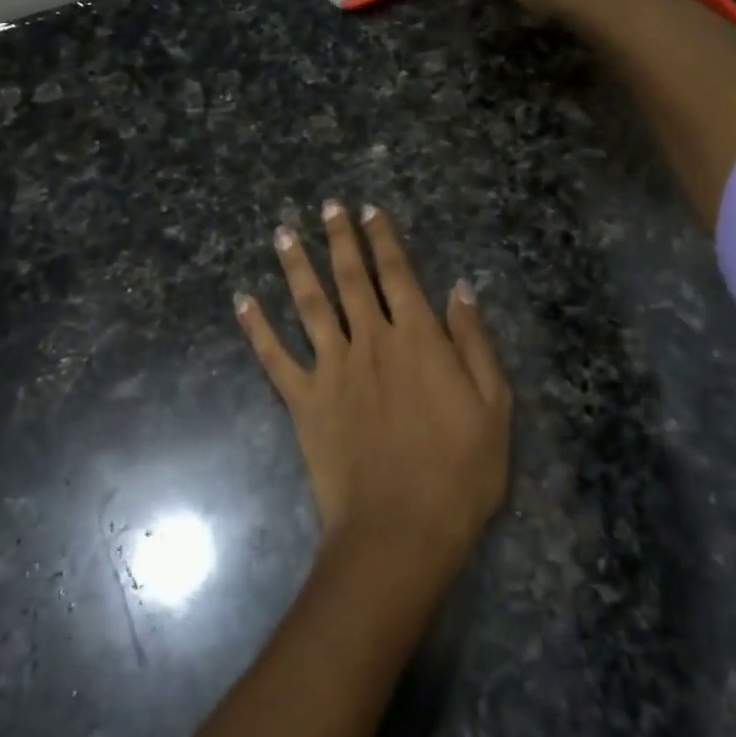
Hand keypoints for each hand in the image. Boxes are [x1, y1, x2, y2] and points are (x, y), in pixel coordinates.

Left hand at [235, 202, 510, 571]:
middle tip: (327, 206)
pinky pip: (274, 358)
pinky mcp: (304, 402)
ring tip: (283, 233)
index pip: (397, 273)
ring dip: (296, 266)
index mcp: (417, 338)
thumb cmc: (459, 471)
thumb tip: (459, 288)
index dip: (384, 238)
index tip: (370, 210)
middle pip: (351, 278)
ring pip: (310, 305)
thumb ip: (474, 342)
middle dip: (340, 238)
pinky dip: (257, 328)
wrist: (401, 530)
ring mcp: (332, 369)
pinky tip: (242, 301)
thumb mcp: (493, 405)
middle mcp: (370, 341)